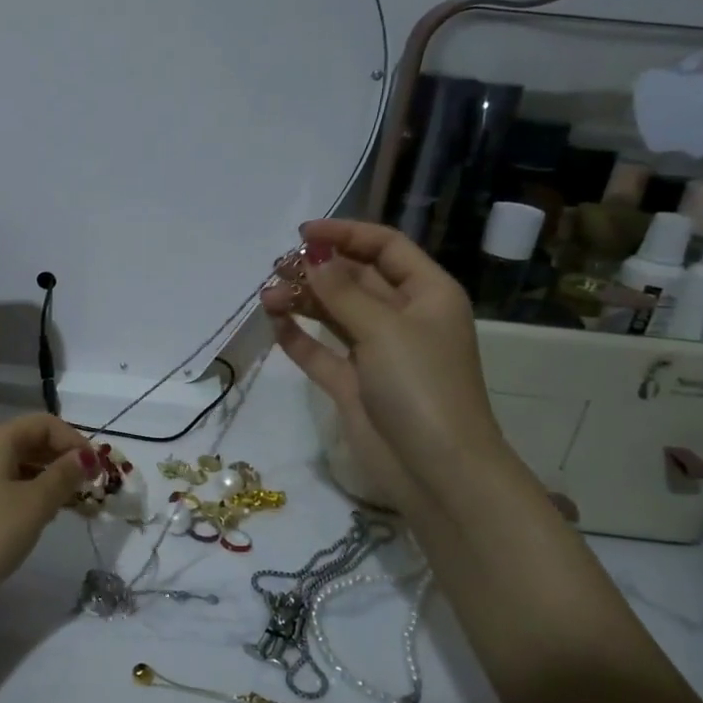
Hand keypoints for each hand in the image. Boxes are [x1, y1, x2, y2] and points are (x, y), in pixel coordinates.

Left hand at [0, 414, 91, 601]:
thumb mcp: (35, 504)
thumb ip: (64, 475)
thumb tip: (85, 455)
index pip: (43, 423)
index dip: (73, 440)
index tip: (95, 469)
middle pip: (29, 440)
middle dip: (62, 458)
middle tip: (87, 485)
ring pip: (17, 464)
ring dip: (47, 476)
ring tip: (69, 502)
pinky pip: (4, 483)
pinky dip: (28, 490)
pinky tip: (40, 515)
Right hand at [261, 220, 509, 515]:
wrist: (435, 469)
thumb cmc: (421, 385)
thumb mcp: (385, 329)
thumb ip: (342, 292)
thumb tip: (312, 259)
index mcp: (427, 294)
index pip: (385, 247)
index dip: (346, 233)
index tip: (303, 233)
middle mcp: (402, 317)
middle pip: (355, 278)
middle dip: (318, 269)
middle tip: (277, 267)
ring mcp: (376, 352)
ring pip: (334, 314)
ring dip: (302, 301)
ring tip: (267, 296)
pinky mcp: (352, 384)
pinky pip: (320, 351)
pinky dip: (298, 337)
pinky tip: (274, 322)